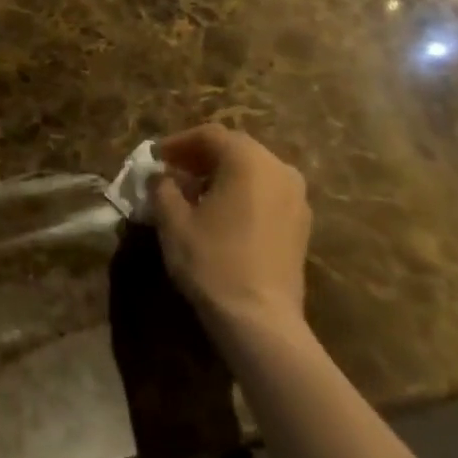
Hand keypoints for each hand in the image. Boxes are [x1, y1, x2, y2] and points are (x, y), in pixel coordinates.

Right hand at [149, 124, 311, 339]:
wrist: (261, 321)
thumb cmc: (213, 261)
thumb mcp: (173, 220)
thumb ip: (162, 187)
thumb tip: (160, 175)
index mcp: (248, 160)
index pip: (210, 135)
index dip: (178, 143)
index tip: (156, 158)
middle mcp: (279, 169)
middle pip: (234, 149)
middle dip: (200, 157)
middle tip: (173, 172)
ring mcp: (296, 197)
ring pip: (253, 171)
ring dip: (222, 175)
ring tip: (194, 194)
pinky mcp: (302, 224)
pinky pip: (266, 193)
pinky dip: (242, 193)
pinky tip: (220, 214)